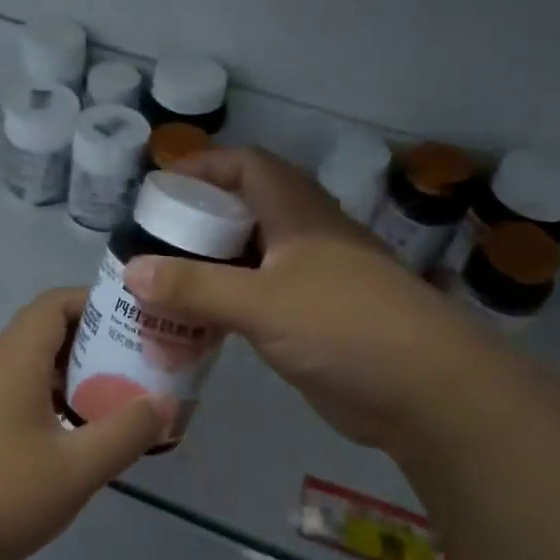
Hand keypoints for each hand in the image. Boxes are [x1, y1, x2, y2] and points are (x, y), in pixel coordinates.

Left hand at [0, 289, 164, 559]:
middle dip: (91, 343)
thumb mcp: (75, 469)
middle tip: (133, 366)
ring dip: (68, 375)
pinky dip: (44, 398)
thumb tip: (160, 405)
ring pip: (27, 365)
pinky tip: (67, 436)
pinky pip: (11, 392)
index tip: (133, 321)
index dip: (95, 303)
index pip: (55, 304)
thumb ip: (124, 433)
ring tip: (110, 401)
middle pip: (43, 332)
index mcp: (13, 358)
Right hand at [123, 147, 482, 451]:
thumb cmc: (345, 327)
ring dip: (207, 267)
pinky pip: (256, 299)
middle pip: (242, 212)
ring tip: (158, 284)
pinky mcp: (310, 320)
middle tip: (148, 242)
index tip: (158, 188)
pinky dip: (224, 304)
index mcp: (298, 212)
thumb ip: (195, 287)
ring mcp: (310, 280)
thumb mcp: (262, 302)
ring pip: (247, 258)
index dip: (203, 167)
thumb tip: (131, 271)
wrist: (427, 393)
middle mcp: (303, 237)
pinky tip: (194, 324)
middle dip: (195, 222)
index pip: (246, 166)